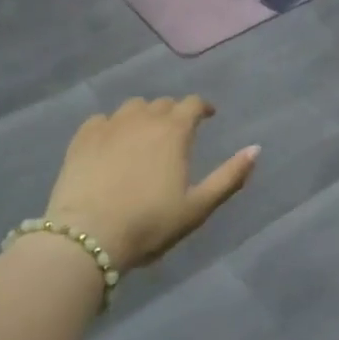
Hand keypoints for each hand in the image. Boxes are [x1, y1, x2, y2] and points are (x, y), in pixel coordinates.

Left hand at [43, 98, 258, 268]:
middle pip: (163, 104)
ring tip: (144, 135)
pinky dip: (112, 126)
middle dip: (174, 113)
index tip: (208, 116)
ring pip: (133, 107)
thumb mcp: (198, 207)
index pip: (192, 104)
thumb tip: (256, 149)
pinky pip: (102, 120)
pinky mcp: (82, 137)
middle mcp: (143, 118)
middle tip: (177, 133)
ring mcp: (109, 125)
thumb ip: (229, 176)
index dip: (203, 107)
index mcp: (174, 131)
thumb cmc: (150, 223)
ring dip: (144, 116)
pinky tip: (111, 143)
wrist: (88, 236)